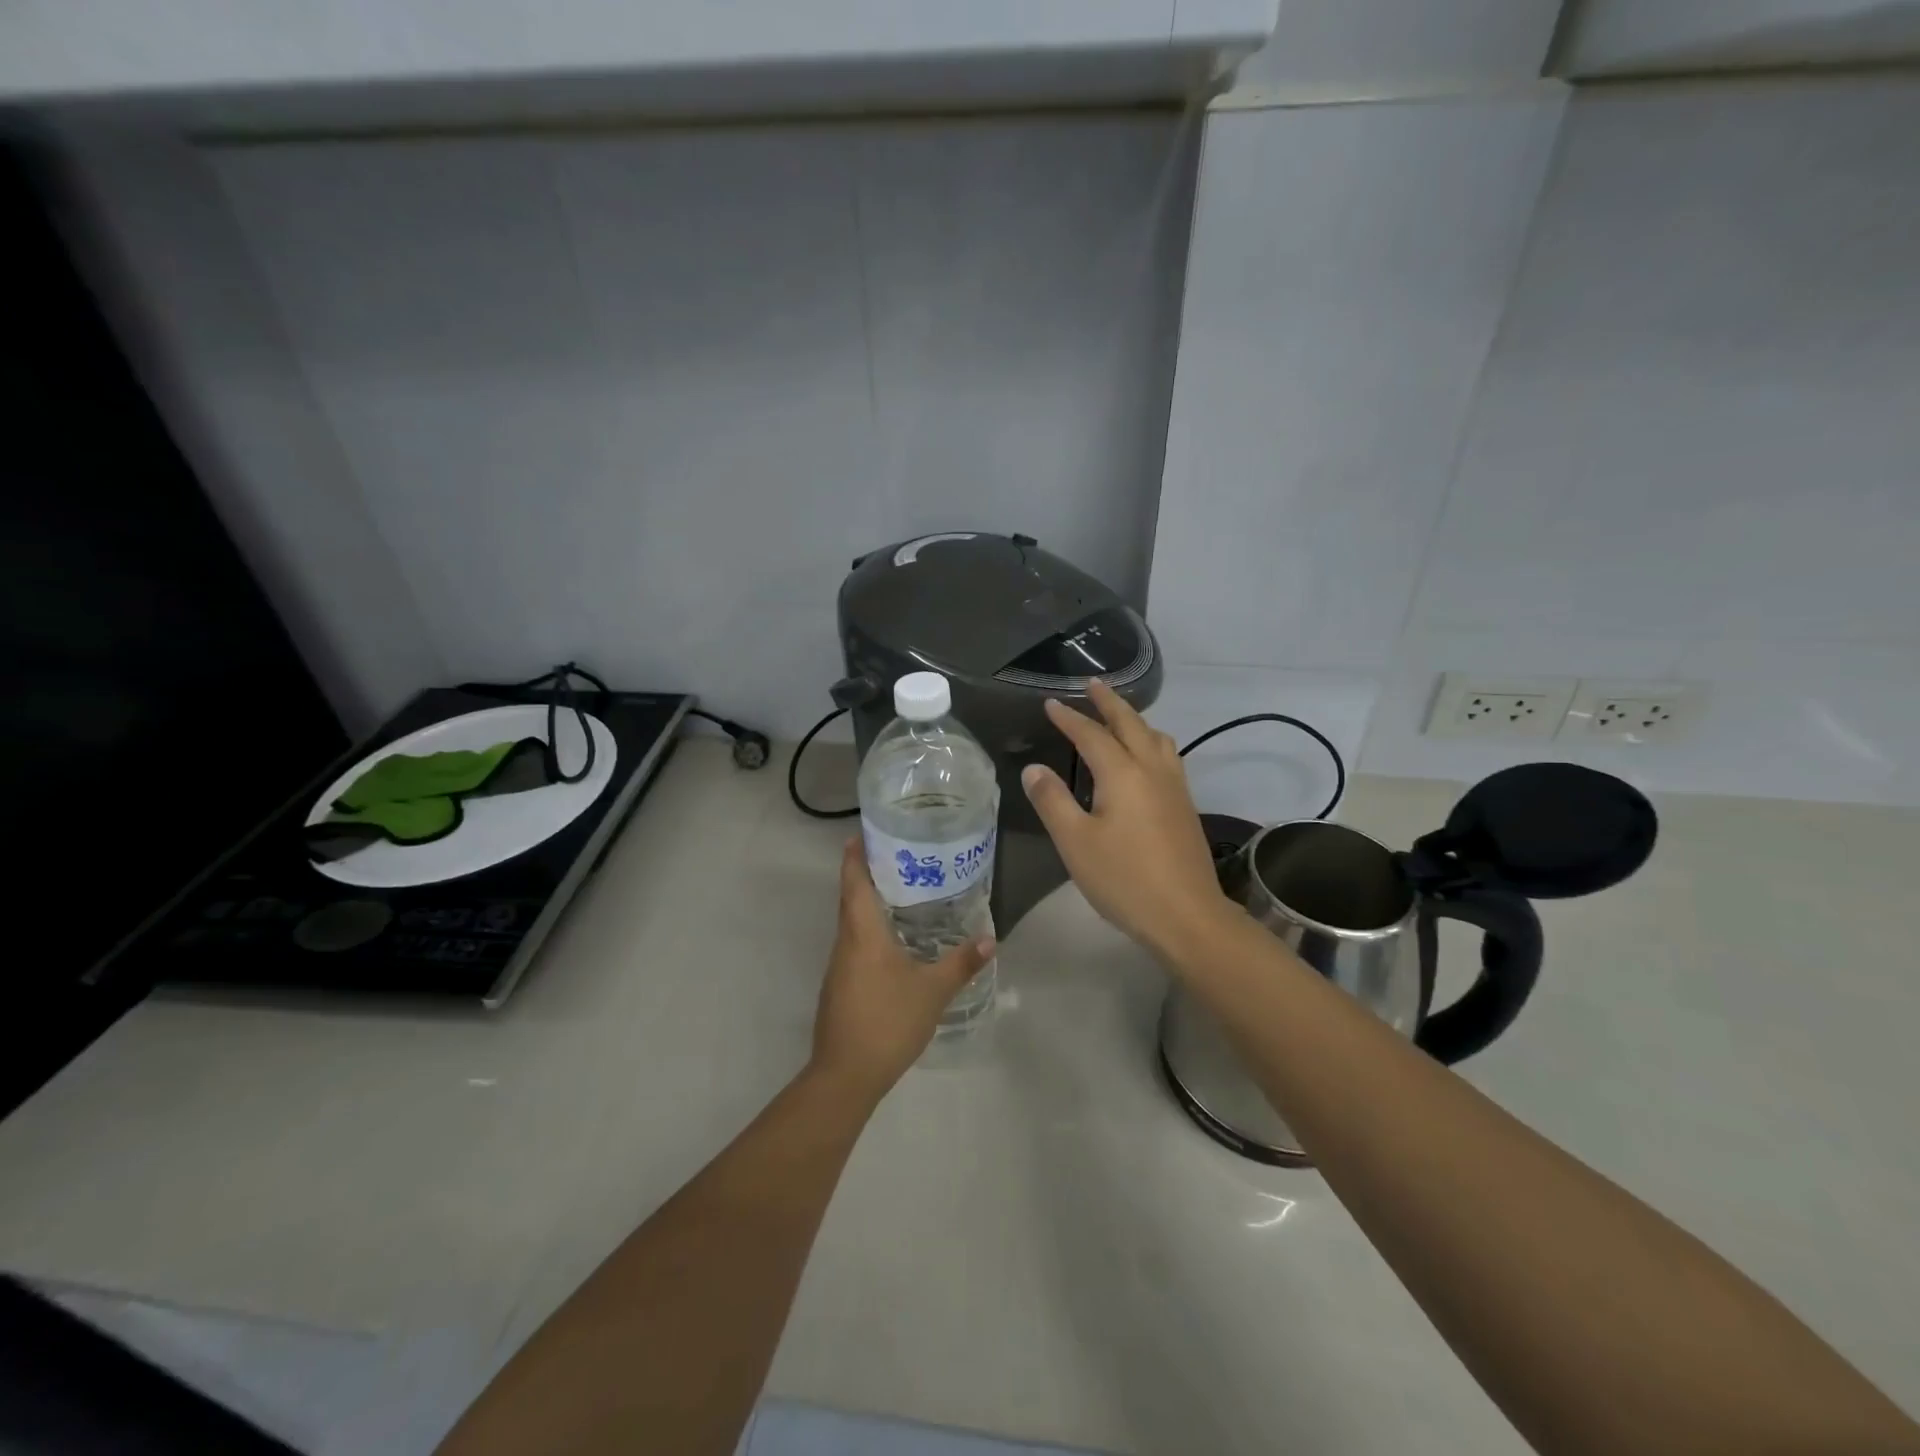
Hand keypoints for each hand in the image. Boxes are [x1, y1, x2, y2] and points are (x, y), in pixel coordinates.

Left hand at [810, 839, 994, 1101]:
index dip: (856, 854)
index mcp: (862, 932)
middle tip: (898, 855)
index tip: (865, 832)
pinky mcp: (839, 986)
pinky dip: (869, 930)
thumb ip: (961, 963)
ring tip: (901, 891)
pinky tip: (892, 940)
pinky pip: (854, 944)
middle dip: (867, 873)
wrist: (846, 1074)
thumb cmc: (888, 1021)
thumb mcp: (933, 991)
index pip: (854, 880)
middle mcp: (845, 941)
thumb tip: (990, 939)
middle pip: (851, 897)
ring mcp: (839, 966)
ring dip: (868, 902)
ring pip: (851, 922)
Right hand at [1021, 679, 1237, 960]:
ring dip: (1135, 720)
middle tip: (1093, 684)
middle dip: (1110, 702)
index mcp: (1123, 774)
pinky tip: (1146, 759)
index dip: (1070, 718)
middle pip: (1131, 724)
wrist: (1187, 916)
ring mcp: (1175, 787)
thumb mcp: (1076, 842)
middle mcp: (1152, 770)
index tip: (1051, 703)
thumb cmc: (1124, 880)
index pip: (1092, 735)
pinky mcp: (1185, 806)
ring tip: (1120, 717)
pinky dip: (1150, 741)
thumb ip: (1052, 801)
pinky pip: (1167, 756)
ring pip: (1156, 738)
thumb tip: (1034, 769)